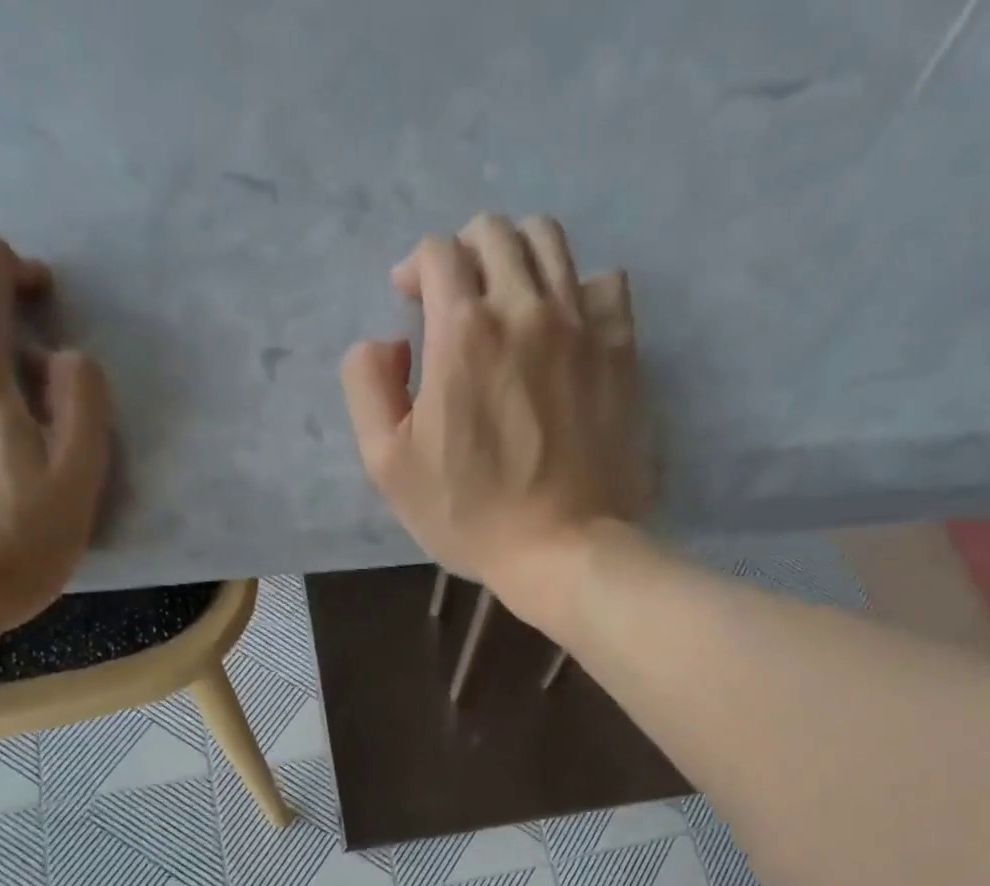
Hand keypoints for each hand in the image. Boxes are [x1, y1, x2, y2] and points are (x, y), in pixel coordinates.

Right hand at [340, 213, 649, 620]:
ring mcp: (581, 326)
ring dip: (519, 256)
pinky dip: (580, 288)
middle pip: (495, 232)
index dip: (417, 269)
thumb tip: (388, 341)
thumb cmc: (470, 516)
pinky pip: (606, 283)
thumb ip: (368, 386)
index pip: (438, 251)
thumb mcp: (389, 465)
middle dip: (465, 253)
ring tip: (510, 300)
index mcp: (463, 331)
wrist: (562, 549)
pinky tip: (566, 323)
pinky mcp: (621, 351)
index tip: (413, 303)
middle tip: (458, 300)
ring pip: (550, 242)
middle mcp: (525, 309)